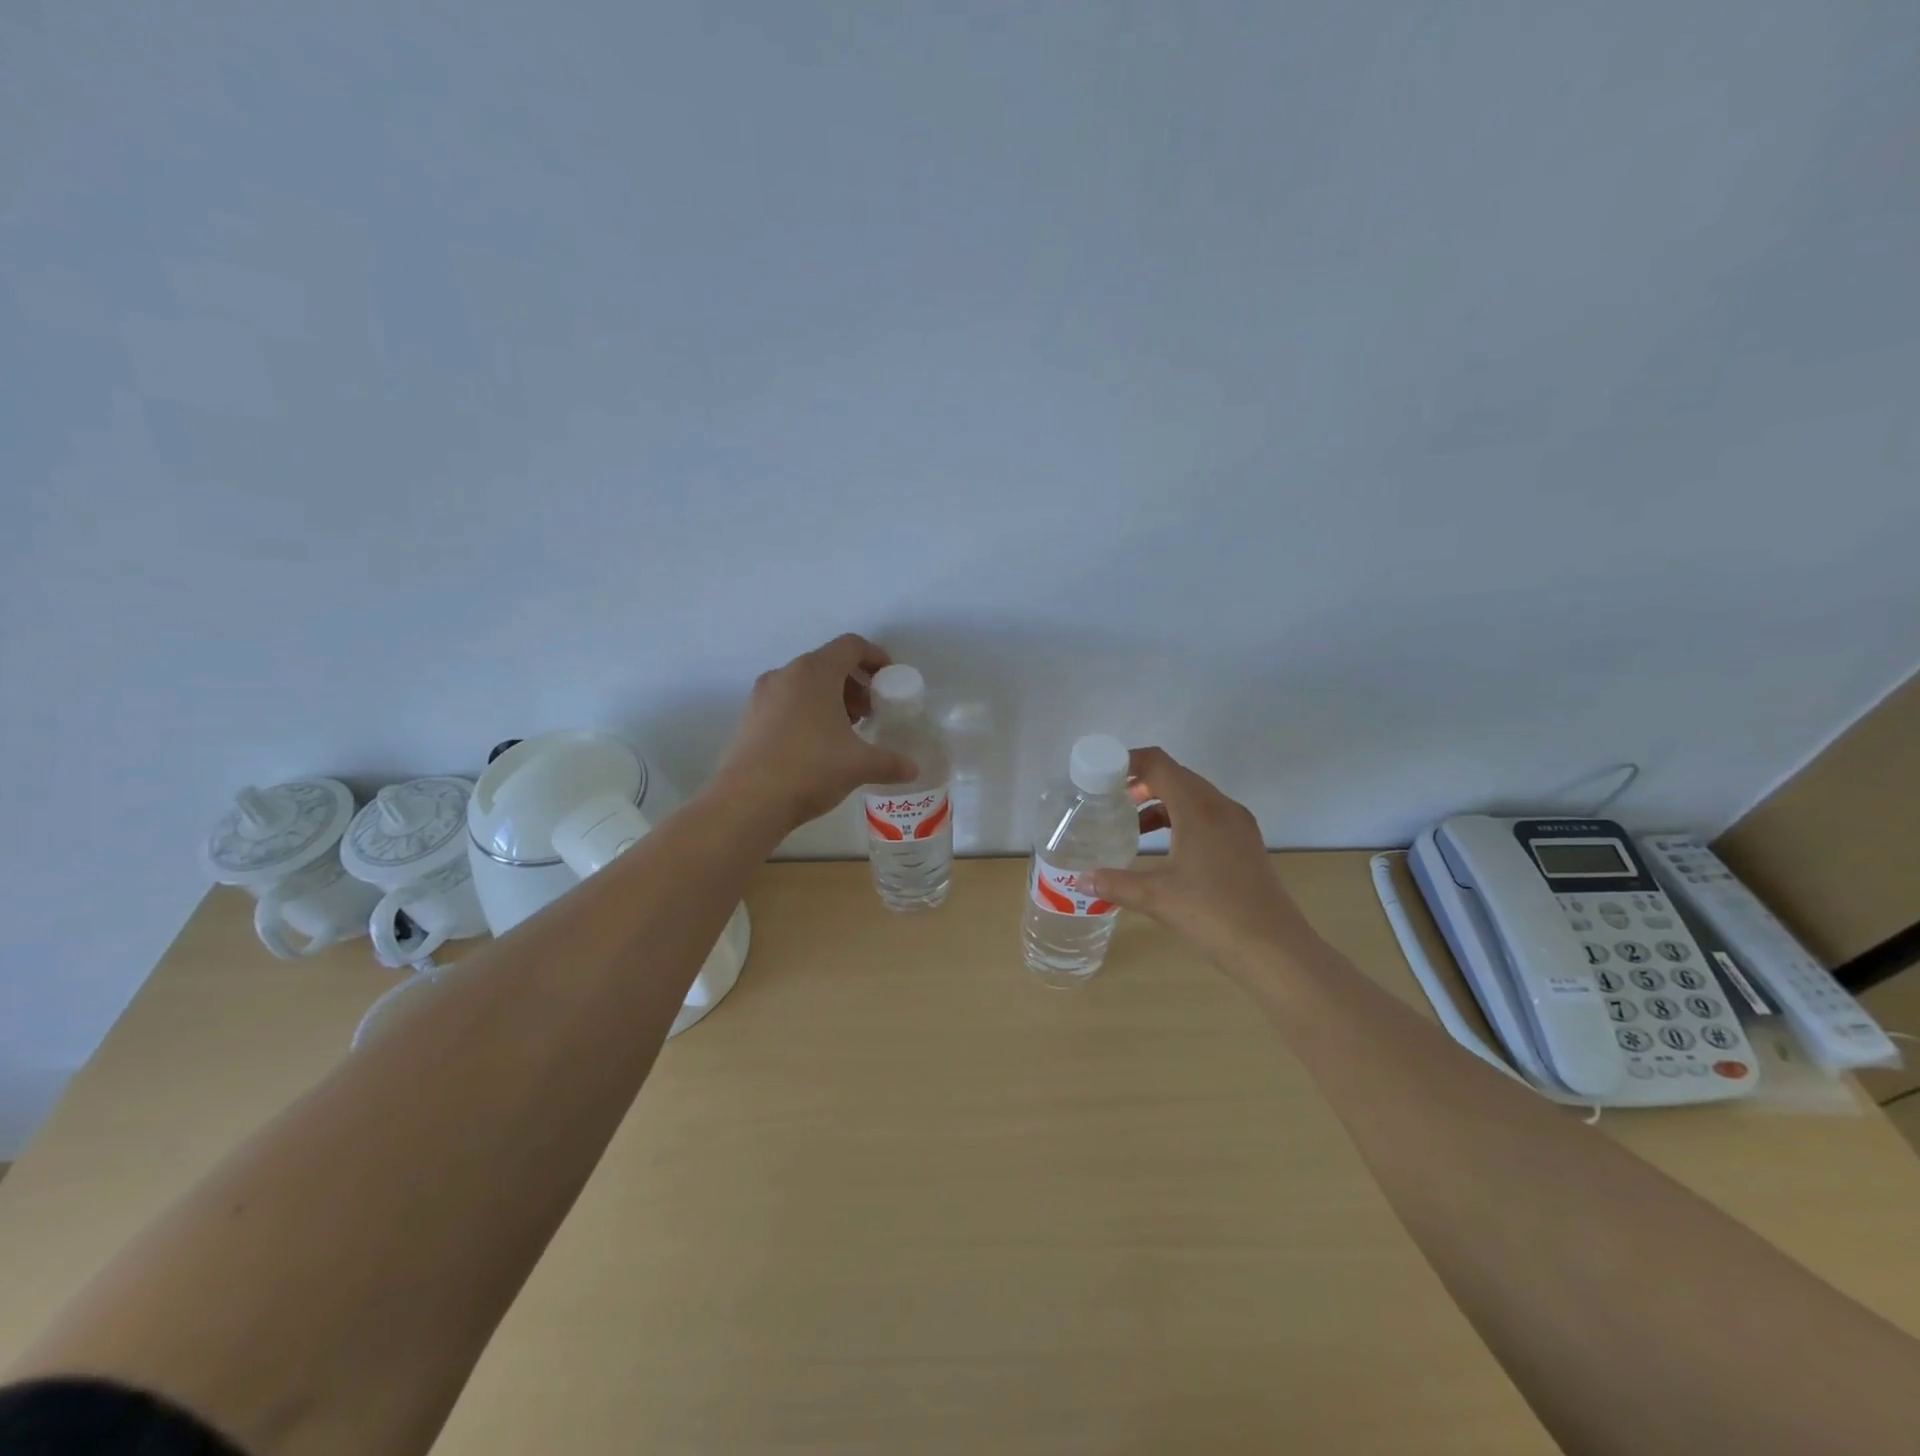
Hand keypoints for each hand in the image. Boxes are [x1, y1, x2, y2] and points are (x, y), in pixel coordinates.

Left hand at [713, 634, 919, 832]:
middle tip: (870, 711)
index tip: (889, 680)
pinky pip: (786, 701)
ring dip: (831, 697)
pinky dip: (807, 710)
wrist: (748, 801)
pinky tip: (818, 744)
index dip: (875, 657)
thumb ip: (891, 762)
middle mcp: (786, 674)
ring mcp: (762, 695)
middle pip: (827, 663)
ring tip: (847, 729)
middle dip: (854, 682)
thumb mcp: (859, 765)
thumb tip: (913, 769)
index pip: (851, 646)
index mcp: (815, 672)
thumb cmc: (810, 769)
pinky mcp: (749, 717)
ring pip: (805, 683)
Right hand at [1090, 747, 1321, 974]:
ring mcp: (1238, 826)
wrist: (1275, 950)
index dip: (1129, 762)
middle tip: (1110, 802)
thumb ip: (1115, 884)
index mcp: (1199, 809)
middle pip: (1177, 777)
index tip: (1102, 776)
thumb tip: (1080, 880)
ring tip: (1132, 827)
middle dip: (1142, 783)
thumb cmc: (1213, 914)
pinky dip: (1181, 820)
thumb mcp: (1157, 897)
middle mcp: (1221, 807)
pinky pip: (1208, 816)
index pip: (1159, 764)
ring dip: (1161, 804)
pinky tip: (1165, 850)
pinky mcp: (1246, 845)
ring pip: (1193, 798)